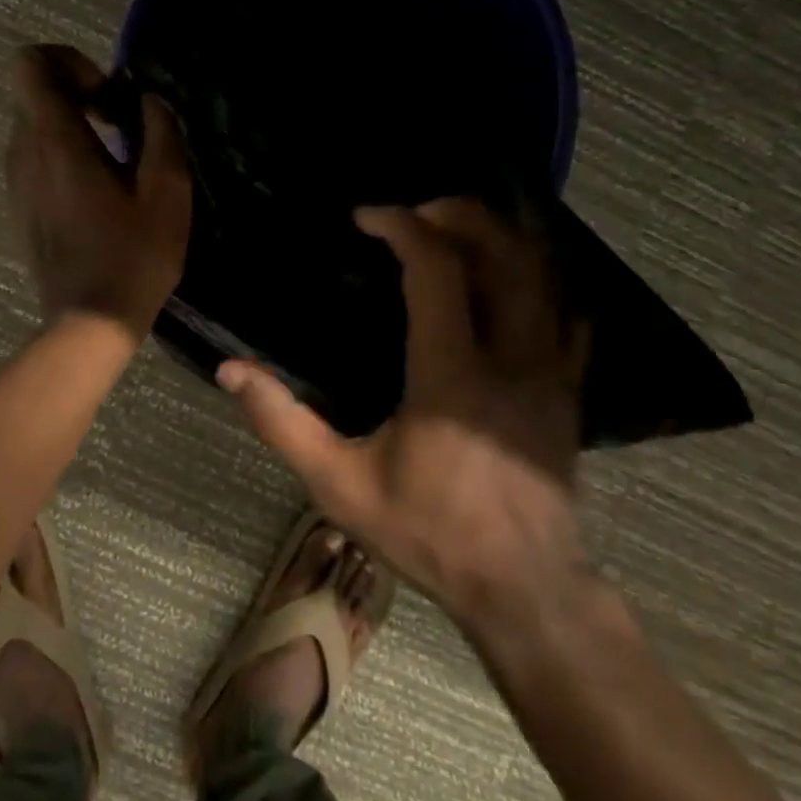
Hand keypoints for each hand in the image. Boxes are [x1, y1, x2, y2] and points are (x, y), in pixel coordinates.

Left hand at [6, 44, 191, 337]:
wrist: (91, 322)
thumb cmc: (134, 257)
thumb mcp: (168, 192)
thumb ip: (161, 133)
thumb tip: (149, 102)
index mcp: (57, 142)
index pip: (29, 63)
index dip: (68, 60)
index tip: (107, 93)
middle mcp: (24, 152)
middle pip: (32, 90)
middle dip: (76, 89)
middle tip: (120, 119)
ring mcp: (16, 181)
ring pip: (32, 122)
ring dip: (71, 121)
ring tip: (115, 153)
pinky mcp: (20, 205)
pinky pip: (34, 154)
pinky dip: (62, 150)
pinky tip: (98, 187)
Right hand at [218, 197, 592, 628]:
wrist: (524, 589)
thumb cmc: (428, 532)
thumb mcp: (339, 484)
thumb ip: (282, 422)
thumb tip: (230, 372)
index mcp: (450, 373)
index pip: (436, 269)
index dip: (402, 226)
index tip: (368, 216)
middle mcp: (510, 357)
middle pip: (502, 252)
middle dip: (460, 214)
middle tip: (418, 212)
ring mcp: (551, 371)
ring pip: (543, 275)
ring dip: (503, 236)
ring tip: (462, 228)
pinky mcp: (570, 389)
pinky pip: (568, 313)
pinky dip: (542, 280)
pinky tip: (516, 277)